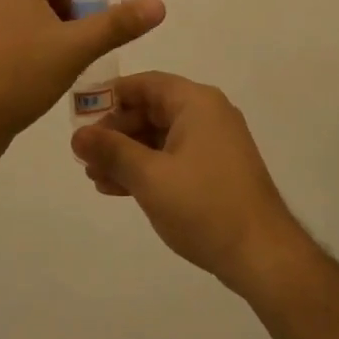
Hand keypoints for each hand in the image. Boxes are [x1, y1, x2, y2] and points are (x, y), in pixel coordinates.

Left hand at [0, 0, 165, 164]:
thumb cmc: (20, 74)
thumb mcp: (76, 47)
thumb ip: (118, 24)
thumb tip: (158, 3)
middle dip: (87, 1)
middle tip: (113, 18)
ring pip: (44, 15)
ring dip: (73, 24)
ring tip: (95, 44)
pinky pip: (33, 35)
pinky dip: (57, 41)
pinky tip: (69, 65)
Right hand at [71, 72, 309, 297]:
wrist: (261, 254)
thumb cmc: (204, 206)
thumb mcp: (149, 177)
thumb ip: (111, 151)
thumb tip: (77, 135)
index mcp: (196, 102)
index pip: (145, 84)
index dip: (109, 97)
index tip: (79, 118)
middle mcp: (207, 114)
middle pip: (151, 110)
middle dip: (115, 132)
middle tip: (84, 156)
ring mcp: (214, 143)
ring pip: (159, 137)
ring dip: (127, 154)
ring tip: (94, 177)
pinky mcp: (215, 170)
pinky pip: (173, 157)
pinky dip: (147, 168)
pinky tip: (119, 189)